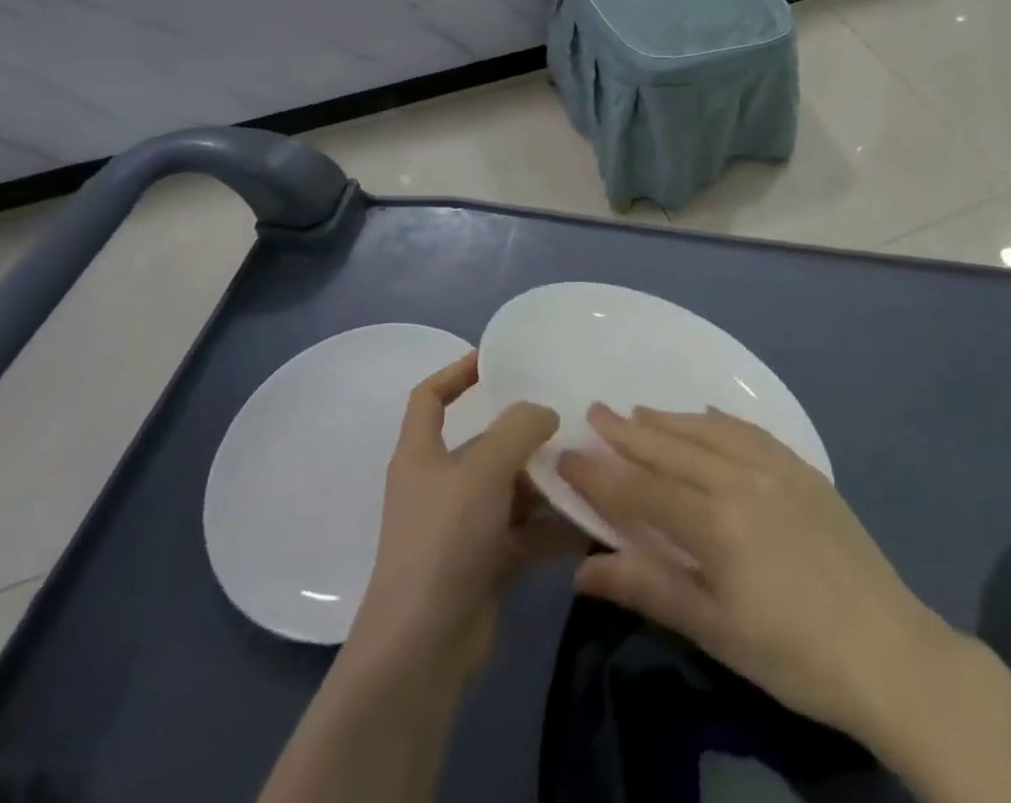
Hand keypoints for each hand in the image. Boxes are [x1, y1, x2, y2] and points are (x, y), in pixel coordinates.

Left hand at [346, 351, 582, 687]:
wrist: (422, 650)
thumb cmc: (444, 541)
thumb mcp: (483, 471)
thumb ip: (518, 430)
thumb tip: (544, 412)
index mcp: (421, 455)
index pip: (429, 397)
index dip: (456, 372)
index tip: (496, 361)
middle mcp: (438, 485)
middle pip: (484, 445)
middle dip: (525, 436)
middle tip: (571, 421)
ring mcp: (461, 528)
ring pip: (510, 489)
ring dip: (545, 482)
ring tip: (589, 470)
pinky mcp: (484, 564)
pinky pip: (523, 531)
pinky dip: (551, 527)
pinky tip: (587, 523)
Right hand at [557, 404, 948, 747]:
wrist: (888, 650)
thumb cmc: (792, 654)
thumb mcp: (714, 631)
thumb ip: (649, 588)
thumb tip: (582, 571)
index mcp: (715, 522)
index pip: (640, 490)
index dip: (599, 474)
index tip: (565, 455)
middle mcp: (740, 479)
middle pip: (671, 449)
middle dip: (627, 432)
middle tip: (594, 412)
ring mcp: (775, 468)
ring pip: (708, 432)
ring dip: (668, 421)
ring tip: (636, 411)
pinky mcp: (802, 469)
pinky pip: (750, 431)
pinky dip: (719, 420)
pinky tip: (705, 414)